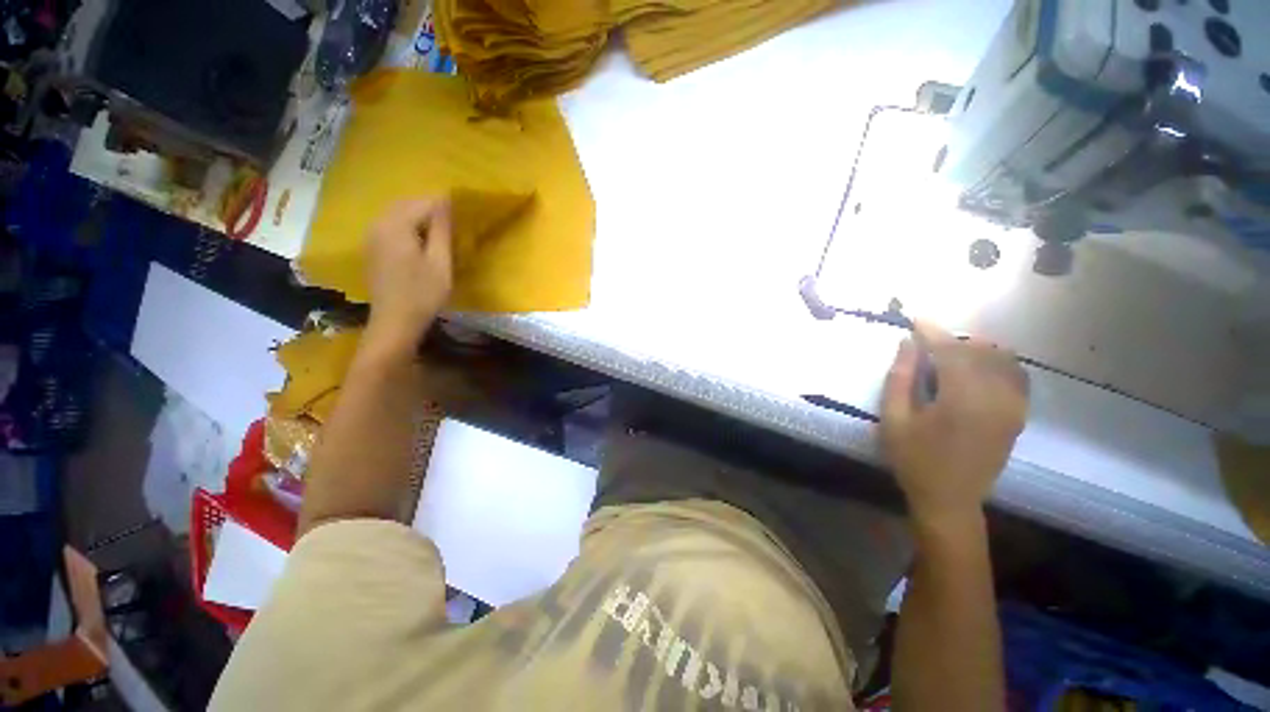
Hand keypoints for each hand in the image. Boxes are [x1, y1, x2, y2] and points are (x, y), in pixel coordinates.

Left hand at [363, 198, 452, 357]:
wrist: (395, 321)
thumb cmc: (423, 294)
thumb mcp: (440, 262)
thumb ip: (441, 230)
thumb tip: (445, 201)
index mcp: (396, 226)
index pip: (422, 203)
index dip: (444, 207)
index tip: (461, 219)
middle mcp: (378, 225)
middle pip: (406, 205)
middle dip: (429, 210)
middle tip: (452, 226)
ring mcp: (371, 237)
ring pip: (397, 215)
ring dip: (418, 219)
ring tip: (439, 235)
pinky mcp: (371, 249)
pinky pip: (390, 227)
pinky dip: (407, 228)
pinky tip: (420, 245)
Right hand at [881, 323, 1028, 523]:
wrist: (950, 499)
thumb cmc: (914, 459)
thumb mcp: (894, 419)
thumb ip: (900, 378)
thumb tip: (908, 344)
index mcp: (961, 399)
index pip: (950, 351)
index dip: (931, 332)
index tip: (915, 319)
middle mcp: (995, 397)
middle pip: (979, 350)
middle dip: (951, 339)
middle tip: (925, 343)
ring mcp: (1012, 406)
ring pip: (1002, 359)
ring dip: (975, 349)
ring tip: (949, 355)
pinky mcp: (1018, 415)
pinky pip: (1016, 376)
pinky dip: (997, 363)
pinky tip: (978, 368)